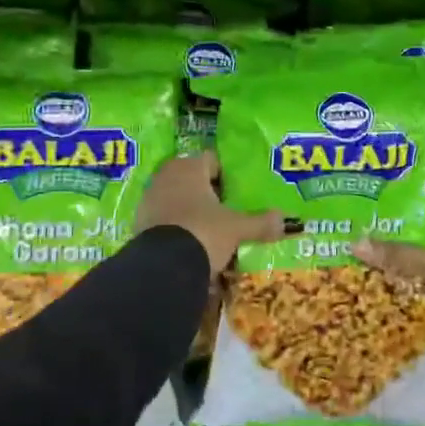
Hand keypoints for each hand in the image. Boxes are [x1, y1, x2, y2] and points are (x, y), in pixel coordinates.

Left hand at [136, 152, 283, 278]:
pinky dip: (175, 226)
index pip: (212, 160)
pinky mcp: (139, 221)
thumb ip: (261, 223)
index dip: (226, 174)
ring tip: (208, 230)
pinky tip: (188, 243)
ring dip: (190, 209)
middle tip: (225, 211)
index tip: (237, 192)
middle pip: (192, 178)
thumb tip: (285, 220)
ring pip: (176, 197)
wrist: (163, 265)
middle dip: (207, 193)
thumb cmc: (204, 232)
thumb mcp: (237, 229)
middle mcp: (166, 175)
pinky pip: (163, 218)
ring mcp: (149, 198)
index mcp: (190, 167)